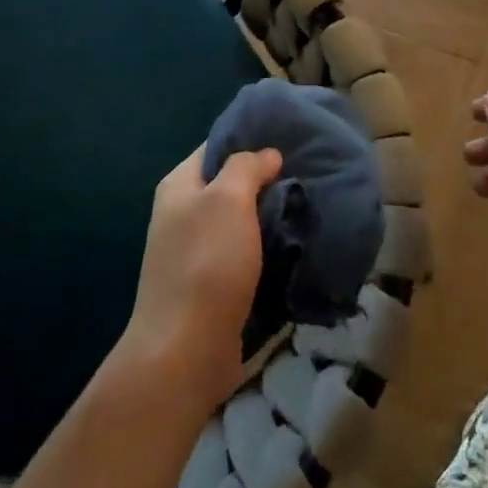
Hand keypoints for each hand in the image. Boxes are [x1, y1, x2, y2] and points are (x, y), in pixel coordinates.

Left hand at [122, 146, 282, 408]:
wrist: (185, 349)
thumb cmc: (206, 263)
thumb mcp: (228, 200)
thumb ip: (246, 168)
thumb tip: (267, 154)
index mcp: (179, 186)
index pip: (215, 147)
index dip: (250, 140)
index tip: (290, 138)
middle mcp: (181, 214)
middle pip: (228, 185)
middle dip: (265, 180)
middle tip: (308, 174)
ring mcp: (194, 251)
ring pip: (238, 221)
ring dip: (269, 216)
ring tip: (308, 206)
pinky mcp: (210, 284)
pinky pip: (243, 254)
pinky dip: (266, 248)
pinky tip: (295, 245)